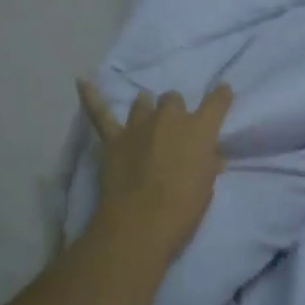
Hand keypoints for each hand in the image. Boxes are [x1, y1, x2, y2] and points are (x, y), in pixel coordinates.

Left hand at [78, 79, 232, 262]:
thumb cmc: (184, 208)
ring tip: (146, 118)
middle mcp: (170, 118)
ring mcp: (139, 126)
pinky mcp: (113, 139)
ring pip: (142, 103)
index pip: (216, 102)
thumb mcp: (206, 187)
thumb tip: (212, 158)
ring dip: (146, 109)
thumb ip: (208, 166)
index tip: (223, 93)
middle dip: (175, 111)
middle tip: (174, 129)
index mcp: (199, 129)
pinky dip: (91, 97)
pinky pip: (99, 113)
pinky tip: (82, 82)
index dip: (221, 96)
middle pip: (173, 100)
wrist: (142, 222)